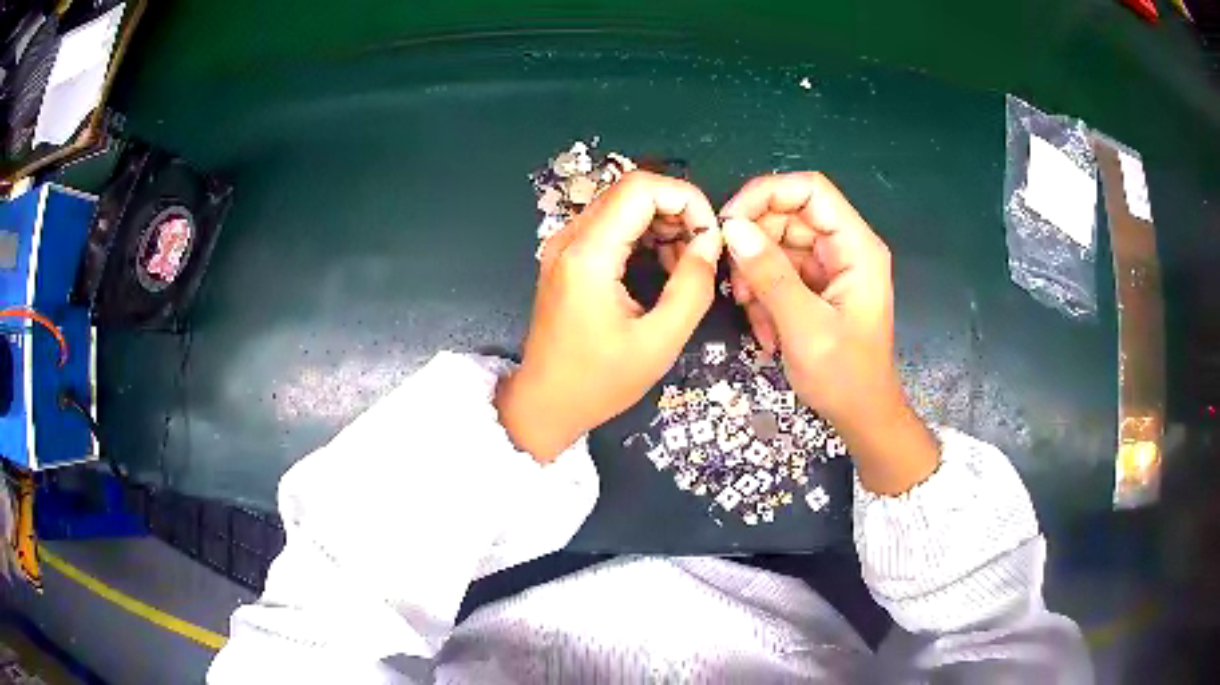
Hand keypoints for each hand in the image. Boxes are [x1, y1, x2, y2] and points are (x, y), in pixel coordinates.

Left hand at [496, 171, 722, 462]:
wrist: (546, 403)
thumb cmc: (600, 382)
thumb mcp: (660, 342)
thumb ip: (693, 286)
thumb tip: (711, 241)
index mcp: (588, 255)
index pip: (641, 187)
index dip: (686, 199)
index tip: (711, 236)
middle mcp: (570, 238)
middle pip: (632, 191)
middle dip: (678, 212)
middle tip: (702, 254)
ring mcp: (565, 245)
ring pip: (624, 205)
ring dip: (663, 225)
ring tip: (685, 267)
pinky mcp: (567, 257)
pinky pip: (612, 226)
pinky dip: (644, 237)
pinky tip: (662, 269)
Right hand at [719, 172, 937, 493]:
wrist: (862, 416)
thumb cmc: (844, 377)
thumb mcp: (805, 328)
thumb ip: (771, 275)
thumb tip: (733, 229)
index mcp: (856, 248)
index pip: (810, 190)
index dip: (767, 194)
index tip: (730, 223)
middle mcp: (845, 248)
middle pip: (789, 215)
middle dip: (755, 242)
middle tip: (734, 279)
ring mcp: (831, 267)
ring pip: (779, 243)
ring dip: (756, 274)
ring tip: (749, 311)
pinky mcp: (818, 286)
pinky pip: (781, 272)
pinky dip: (764, 294)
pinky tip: (764, 328)